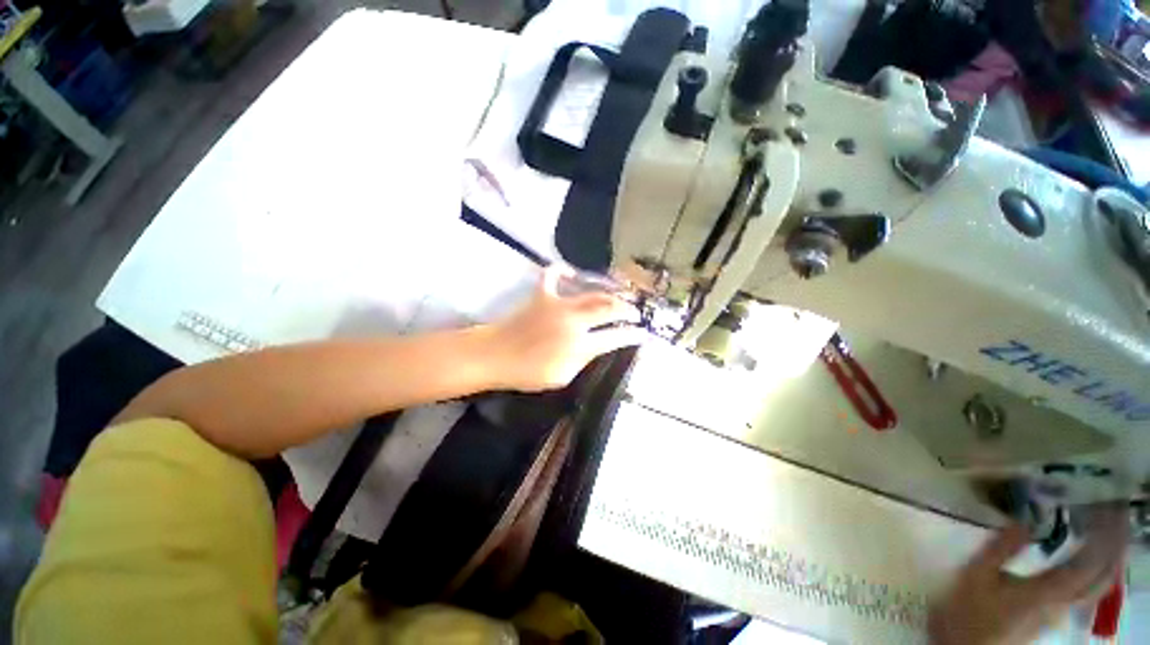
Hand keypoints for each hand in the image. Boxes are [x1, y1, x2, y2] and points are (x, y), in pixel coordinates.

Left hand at [488, 267, 644, 390]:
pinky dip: (562, 270)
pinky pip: (553, 276)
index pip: (615, 337)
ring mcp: (558, 304)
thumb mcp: (563, 376)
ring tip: (617, 297)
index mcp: (580, 345)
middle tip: (634, 313)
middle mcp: (574, 321)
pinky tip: (570, 272)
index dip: (633, 335)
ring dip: (608, 295)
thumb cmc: (528, 373)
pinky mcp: (542, 295)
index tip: (644, 334)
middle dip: (627, 310)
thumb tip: (595, 346)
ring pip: (591, 294)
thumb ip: (584, 360)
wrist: (496, 356)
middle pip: (609, 310)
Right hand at [928, 507, 1127, 644]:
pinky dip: (1096, 569)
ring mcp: (1061, 612)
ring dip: (1109, 556)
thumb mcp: (975, 577)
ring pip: (1099, 585)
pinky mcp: (1055, 615)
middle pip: (1103, 576)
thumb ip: (1000, 549)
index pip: (1089, 561)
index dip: (1104, 535)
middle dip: (1116, 544)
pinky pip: (1087, 589)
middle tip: (1116, 514)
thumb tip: (1023, 519)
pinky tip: (1089, 559)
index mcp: (1048, 592)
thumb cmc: (969, 611)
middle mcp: (1064, 603)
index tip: (1108, 506)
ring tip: (1108, 530)